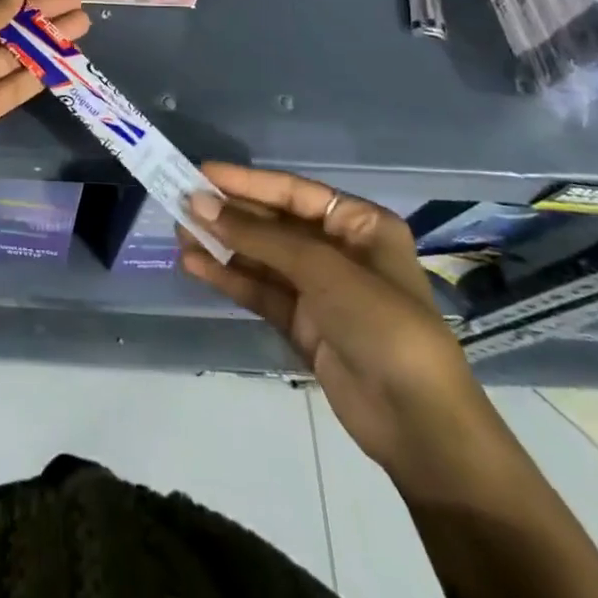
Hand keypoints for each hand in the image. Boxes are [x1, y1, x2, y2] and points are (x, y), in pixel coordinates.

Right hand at [180, 164, 511, 501]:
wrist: (418, 425)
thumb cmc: (381, 324)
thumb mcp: (321, 269)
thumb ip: (257, 236)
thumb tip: (199, 203)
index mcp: (359, 225)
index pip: (293, 192)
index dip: (247, 181)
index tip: (201, 172)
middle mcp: (338, 250)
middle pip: (273, 223)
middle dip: (229, 214)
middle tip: (180, 202)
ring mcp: (320, 290)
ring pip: (261, 257)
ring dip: (222, 245)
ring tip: (179, 233)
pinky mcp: (302, 323)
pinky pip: (259, 290)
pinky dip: (228, 277)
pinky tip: (194, 265)